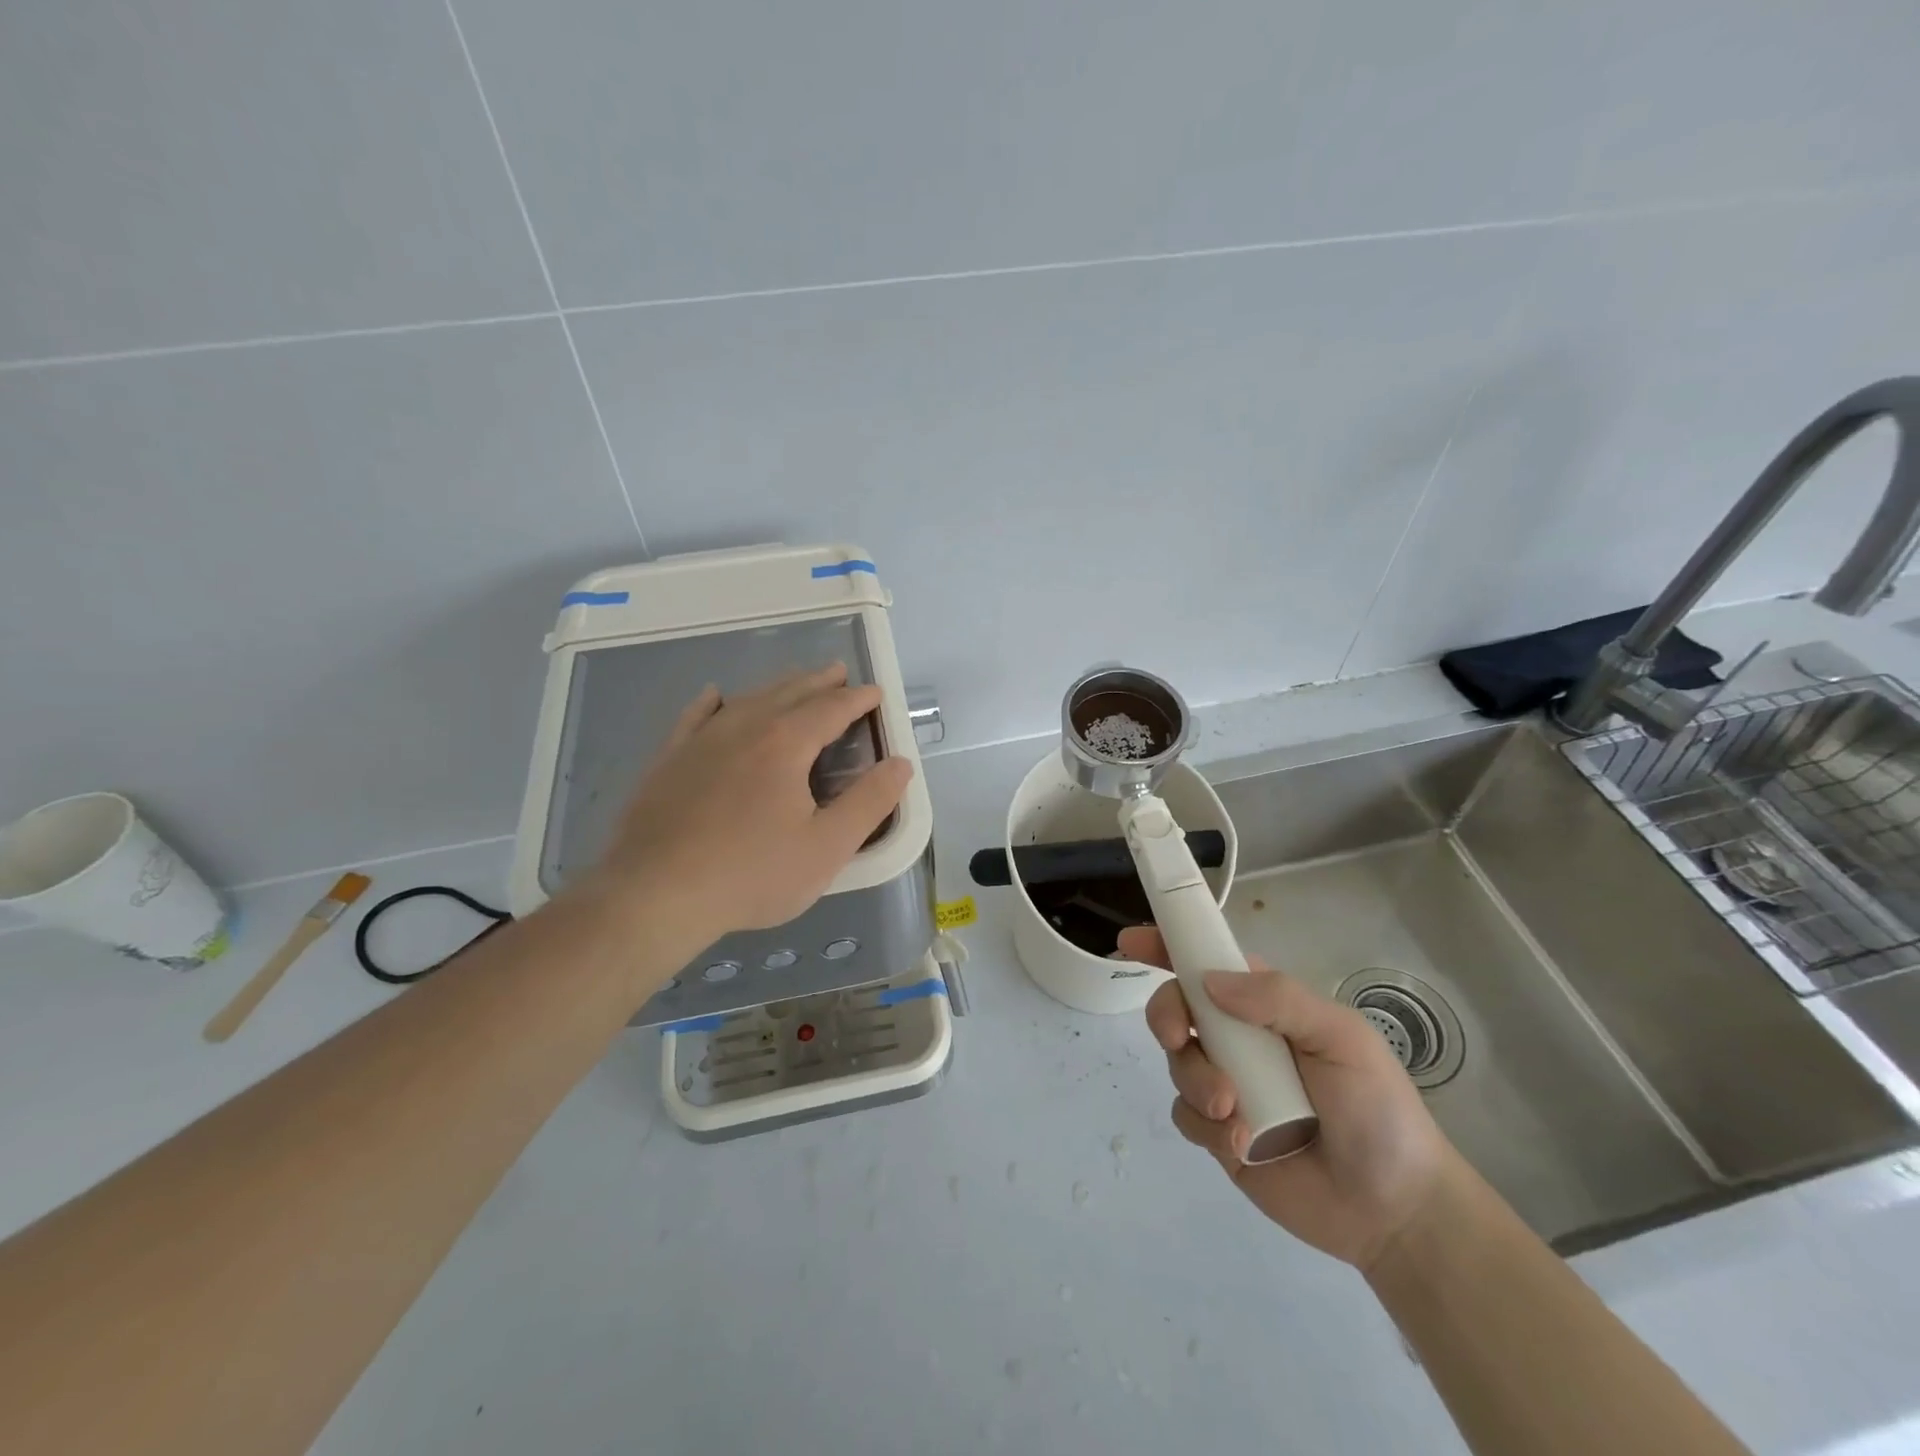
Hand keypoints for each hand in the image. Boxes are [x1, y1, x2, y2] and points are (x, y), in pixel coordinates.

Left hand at [587, 664, 912, 947]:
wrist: (654, 894)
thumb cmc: (751, 874)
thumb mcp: (827, 847)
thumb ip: (869, 802)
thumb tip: (900, 764)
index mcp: (786, 744)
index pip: (831, 708)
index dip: (857, 699)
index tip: (874, 692)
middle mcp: (743, 727)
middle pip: (789, 693)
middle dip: (818, 682)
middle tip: (838, 673)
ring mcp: (700, 741)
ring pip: (746, 700)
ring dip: (776, 687)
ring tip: (794, 683)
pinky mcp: (669, 760)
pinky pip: (695, 717)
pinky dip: (711, 703)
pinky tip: (715, 696)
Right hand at [1126, 926, 1454, 1270]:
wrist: (1395, 1209)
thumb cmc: (1378, 1109)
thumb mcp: (1342, 1037)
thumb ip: (1279, 999)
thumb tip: (1209, 982)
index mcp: (1267, 1005)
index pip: (1209, 963)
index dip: (1168, 946)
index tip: (1131, 941)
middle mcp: (1239, 1038)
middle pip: (1177, 1007)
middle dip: (1166, 1015)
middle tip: (1178, 1038)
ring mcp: (1226, 1085)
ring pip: (1177, 1062)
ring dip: (1197, 1081)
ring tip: (1235, 1113)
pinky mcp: (1218, 1133)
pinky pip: (1185, 1114)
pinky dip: (1206, 1125)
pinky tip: (1244, 1144)